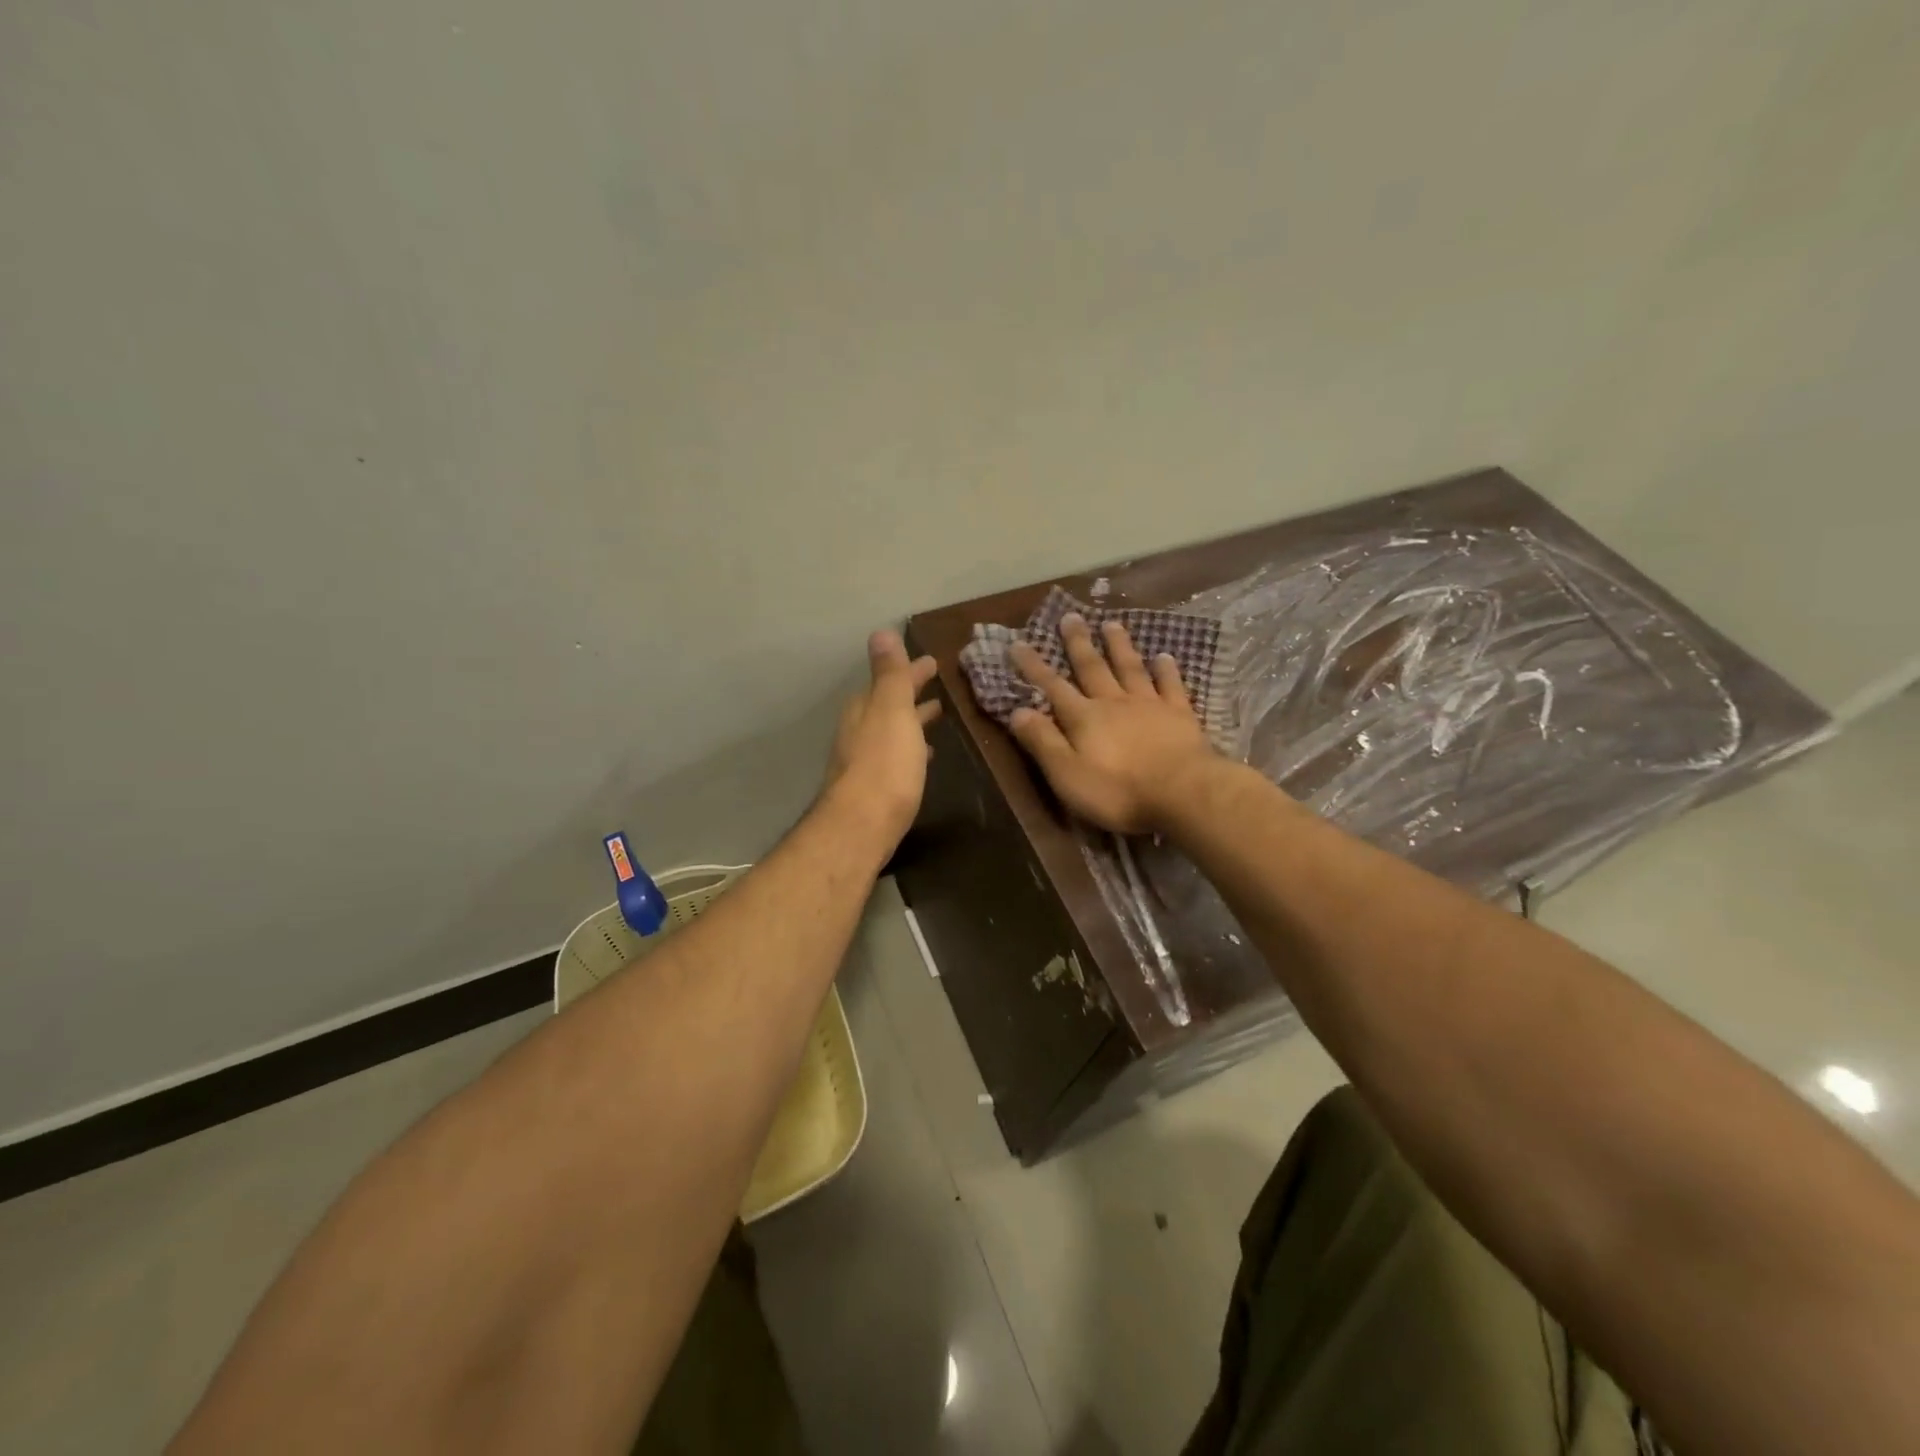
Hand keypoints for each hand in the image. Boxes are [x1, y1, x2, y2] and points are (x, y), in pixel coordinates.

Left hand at [822, 630, 942, 848]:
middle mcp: (859, 729)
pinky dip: (910, 748)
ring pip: (892, 730)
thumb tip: (881, 632)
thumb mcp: (892, 710)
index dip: (912, 670)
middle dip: (911, 693)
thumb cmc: (884, 764)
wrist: (862, 825)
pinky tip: (923, 757)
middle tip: (937, 686)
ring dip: (912, 720)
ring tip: (936, 716)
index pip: (890, 679)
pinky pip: (895, 755)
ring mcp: (863, 759)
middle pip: (889, 703)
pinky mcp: (873, 786)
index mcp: (866, 708)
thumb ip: (890, 674)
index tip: (933, 662)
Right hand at [1008, 615, 1214, 833]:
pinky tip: (1164, 657)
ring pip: (1130, 668)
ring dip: (1119, 646)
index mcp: (1083, 718)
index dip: (1033, 666)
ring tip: (1111, 623)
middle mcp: (1113, 702)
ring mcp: (1149, 705)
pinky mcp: (1180, 715)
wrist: (1182, 792)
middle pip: (1092, 668)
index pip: (1052, 687)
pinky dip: (1166, 670)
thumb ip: (1042, 741)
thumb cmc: (1118, 791)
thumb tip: (1017, 710)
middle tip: (1070, 616)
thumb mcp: (1067, 774)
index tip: (1018, 642)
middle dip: (1078, 643)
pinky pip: (1170, 686)